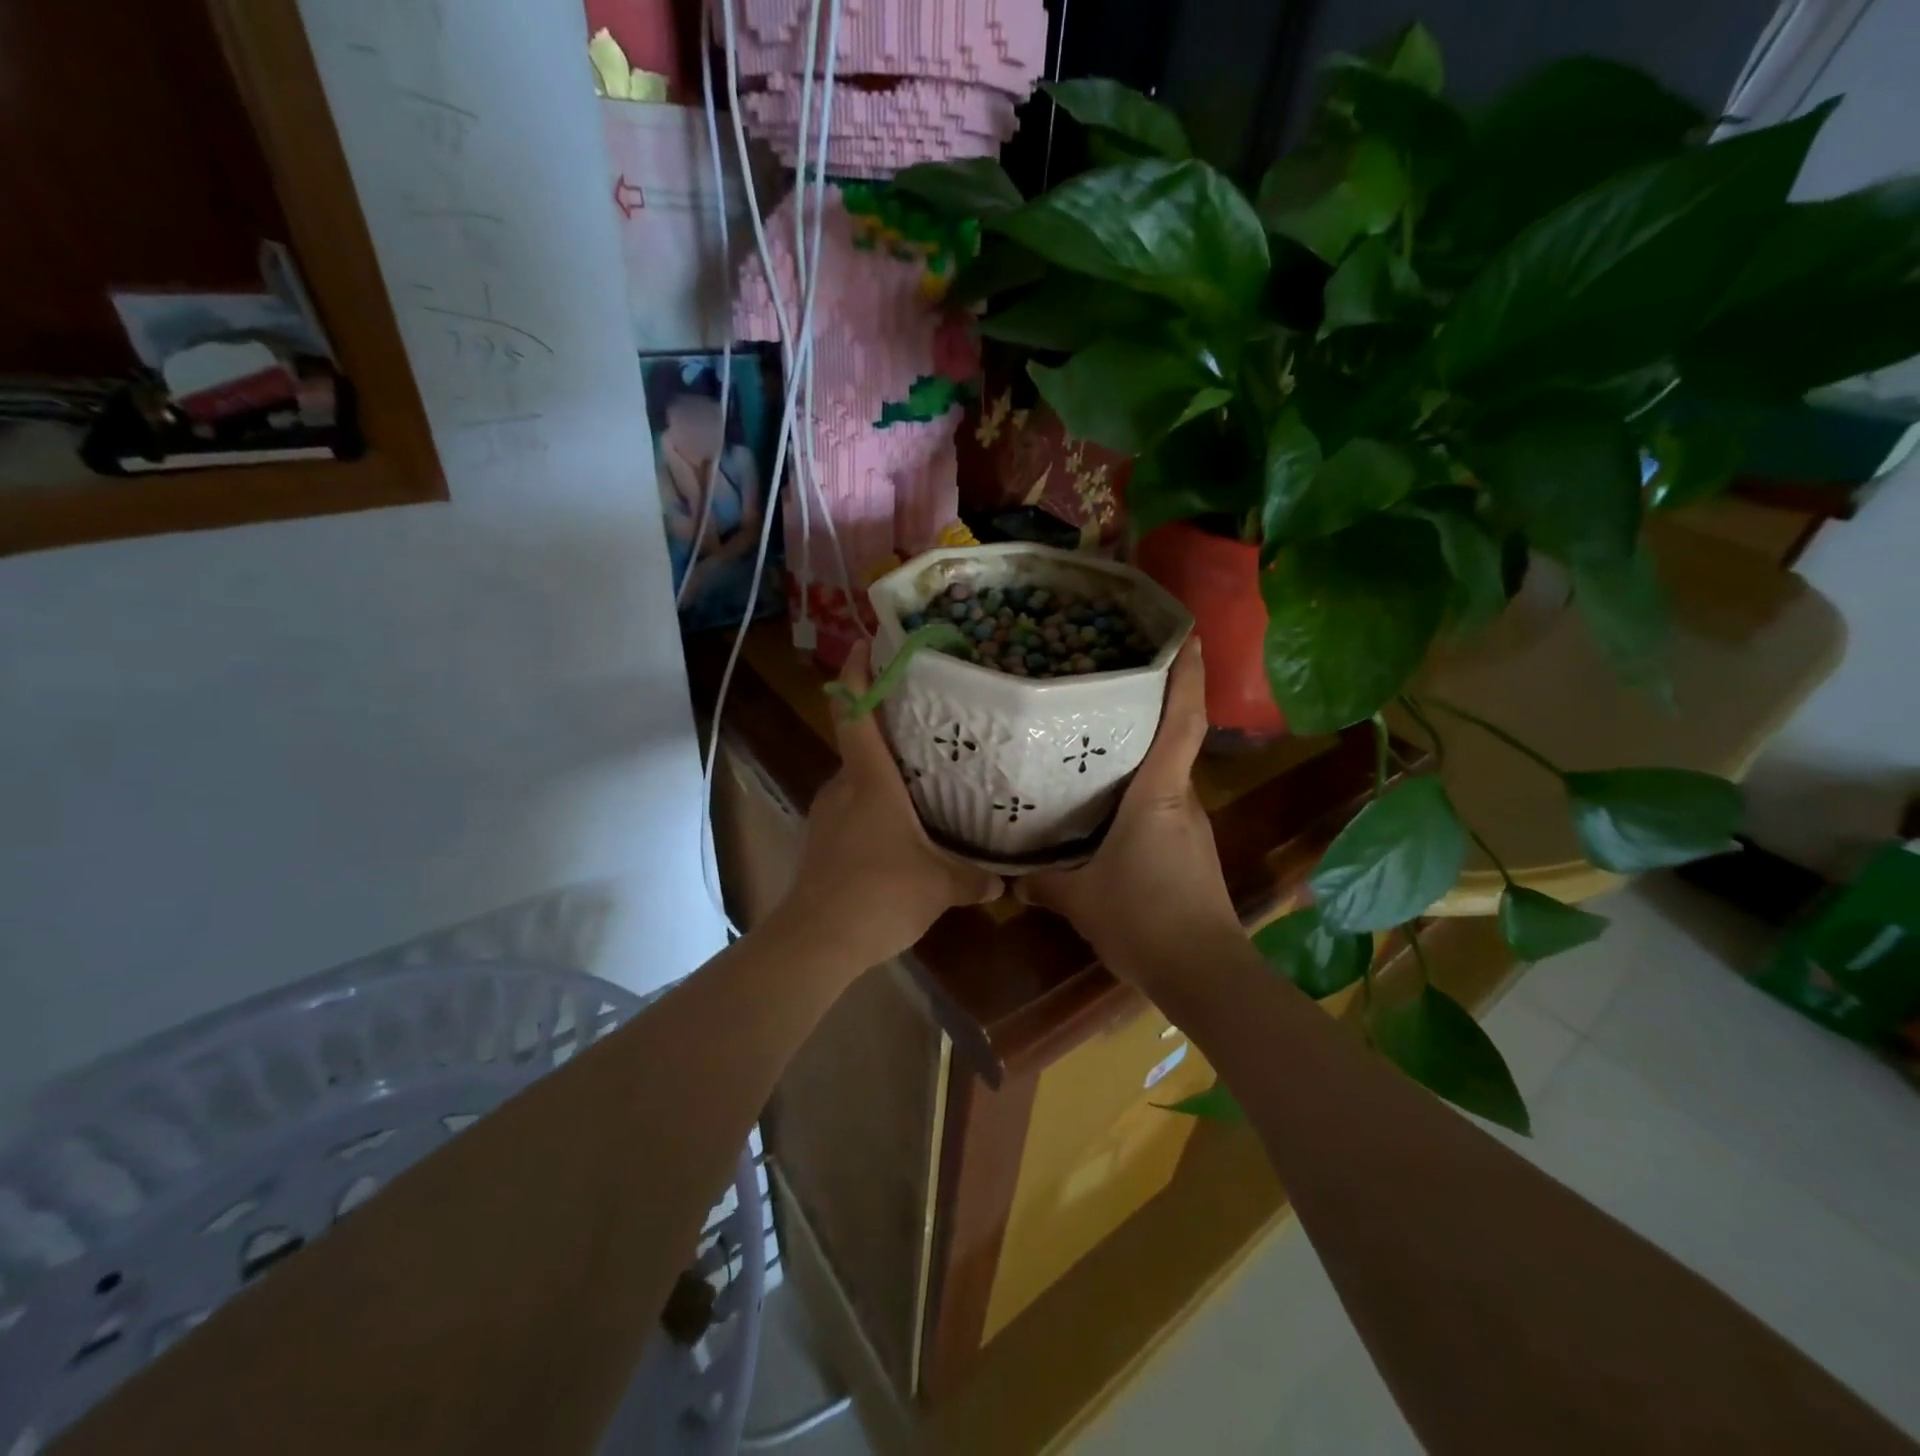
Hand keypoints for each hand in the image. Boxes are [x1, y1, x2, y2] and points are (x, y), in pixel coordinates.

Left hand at [780, 642, 1003, 963]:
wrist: (817, 941)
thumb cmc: (880, 895)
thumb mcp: (939, 886)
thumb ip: (973, 879)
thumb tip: (1003, 881)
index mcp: (870, 781)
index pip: (856, 714)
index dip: (857, 675)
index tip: (865, 645)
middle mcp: (842, 788)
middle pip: (861, 747)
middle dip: (889, 736)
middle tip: (928, 733)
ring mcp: (825, 815)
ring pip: (856, 783)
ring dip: (882, 781)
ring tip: (919, 788)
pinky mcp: (819, 843)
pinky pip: (849, 813)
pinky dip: (871, 812)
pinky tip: (896, 836)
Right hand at [1018, 640, 1242, 988]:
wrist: (1202, 971)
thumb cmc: (1143, 918)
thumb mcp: (1078, 898)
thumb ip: (1041, 881)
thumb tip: (1010, 875)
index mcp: (1158, 793)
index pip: (1182, 722)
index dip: (1188, 676)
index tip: (1188, 636)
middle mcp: (1182, 798)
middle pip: (1170, 740)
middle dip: (1150, 707)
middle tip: (1110, 682)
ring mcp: (1190, 824)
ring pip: (1164, 775)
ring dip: (1140, 754)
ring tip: (1096, 740)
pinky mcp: (1190, 847)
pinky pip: (1162, 804)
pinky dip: (1139, 792)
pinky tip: (1106, 805)